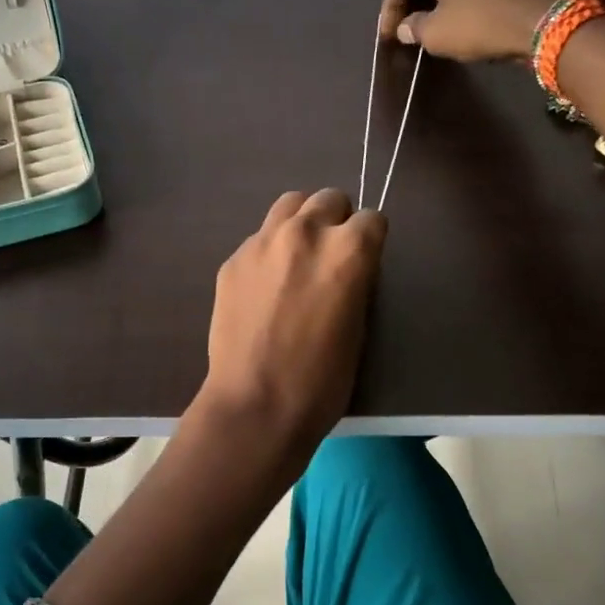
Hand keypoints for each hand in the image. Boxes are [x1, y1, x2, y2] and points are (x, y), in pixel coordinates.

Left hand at [199, 189, 386, 449]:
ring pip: (289, 205)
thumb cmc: (322, 380)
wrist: (256, 405)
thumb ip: (355, 280)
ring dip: (300, 223)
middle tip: (330, 256)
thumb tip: (347, 266)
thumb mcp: (359, 326)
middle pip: (328, 199)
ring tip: (297, 258)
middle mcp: (305, 233)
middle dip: (336, 221)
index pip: (372, 219)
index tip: (364, 260)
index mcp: (348, 251)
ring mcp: (262, 243)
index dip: (370, 240)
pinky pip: (258, 239)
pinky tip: (264, 288)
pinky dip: (268, 252)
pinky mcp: (232, 260)